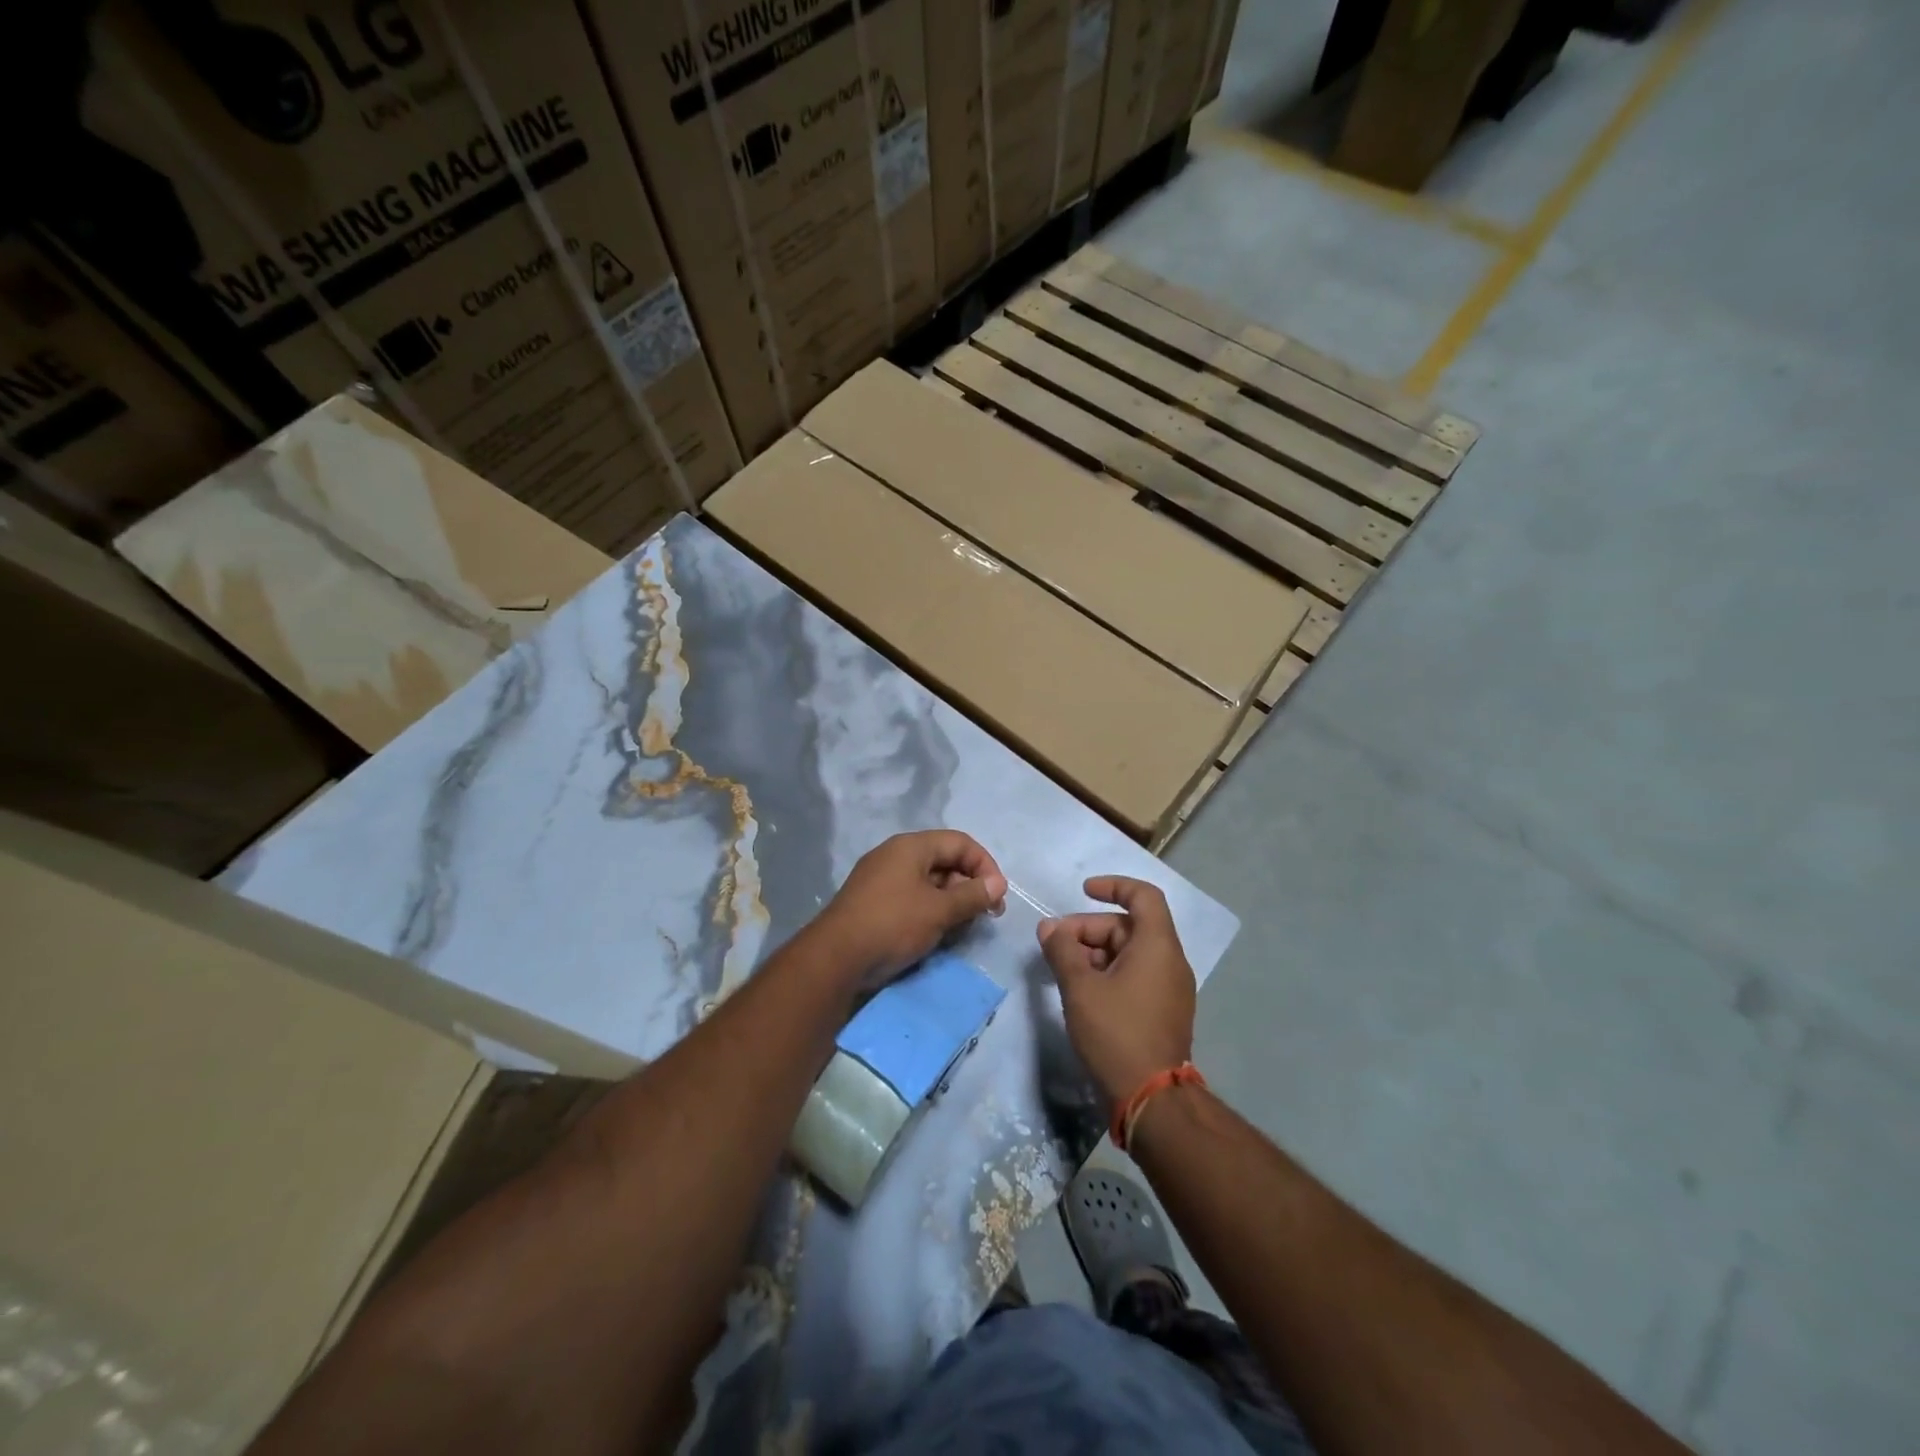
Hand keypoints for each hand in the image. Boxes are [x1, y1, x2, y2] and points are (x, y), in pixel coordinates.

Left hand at [813, 830, 1007, 989]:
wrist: (835, 958)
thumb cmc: (893, 924)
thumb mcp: (939, 910)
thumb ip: (972, 895)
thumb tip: (998, 884)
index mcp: (911, 846)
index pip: (960, 842)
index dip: (985, 865)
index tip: (998, 896)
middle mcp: (895, 855)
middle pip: (944, 859)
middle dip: (969, 884)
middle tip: (986, 914)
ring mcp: (881, 878)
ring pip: (928, 880)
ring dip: (951, 899)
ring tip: (964, 925)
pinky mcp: (873, 901)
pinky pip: (911, 896)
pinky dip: (931, 909)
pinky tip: (938, 932)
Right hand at [1039, 877, 1196, 1103]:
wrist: (1152, 1100)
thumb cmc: (1116, 1033)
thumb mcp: (1080, 988)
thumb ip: (1062, 950)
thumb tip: (1049, 928)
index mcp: (1158, 946)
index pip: (1143, 896)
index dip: (1113, 886)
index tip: (1083, 891)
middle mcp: (1171, 961)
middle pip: (1129, 927)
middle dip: (1089, 929)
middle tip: (1054, 945)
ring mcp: (1171, 989)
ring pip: (1130, 953)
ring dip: (1095, 953)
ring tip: (1063, 970)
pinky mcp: (1164, 1012)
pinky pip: (1136, 976)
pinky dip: (1109, 973)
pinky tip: (1082, 992)